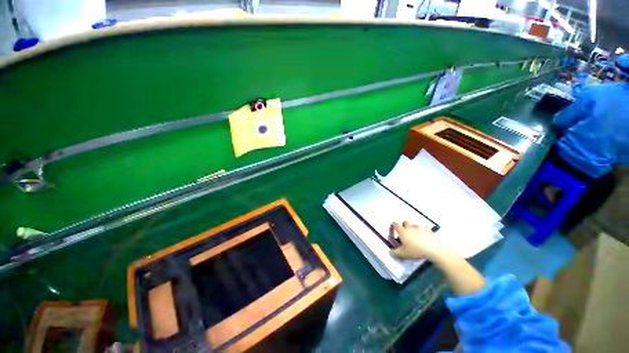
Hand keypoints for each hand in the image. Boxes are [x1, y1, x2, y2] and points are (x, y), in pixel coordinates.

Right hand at [389, 221, 450, 260]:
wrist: (434, 249)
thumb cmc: (416, 250)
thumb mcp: (403, 254)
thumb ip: (395, 253)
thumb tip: (389, 252)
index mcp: (402, 231)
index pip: (395, 225)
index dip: (393, 226)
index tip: (393, 228)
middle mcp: (410, 228)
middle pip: (405, 222)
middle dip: (404, 225)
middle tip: (404, 231)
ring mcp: (420, 228)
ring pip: (415, 224)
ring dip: (413, 227)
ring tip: (414, 233)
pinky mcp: (429, 231)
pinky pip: (426, 228)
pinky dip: (424, 230)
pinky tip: (425, 234)